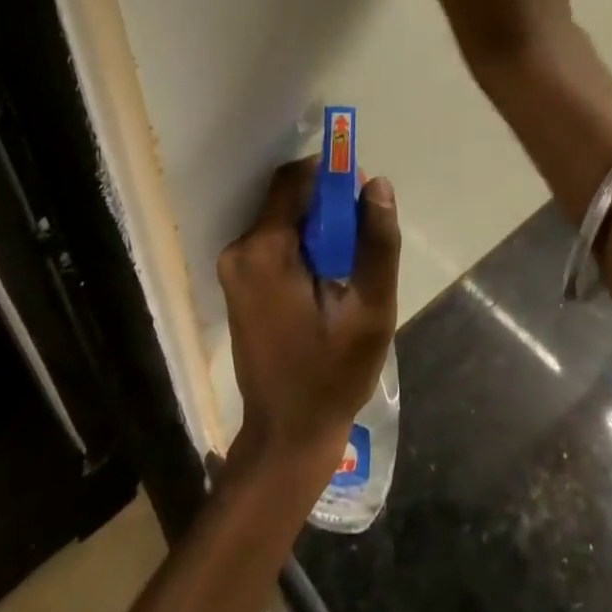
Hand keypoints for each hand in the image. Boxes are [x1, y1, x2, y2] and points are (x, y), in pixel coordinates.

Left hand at [217, 159, 399, 475]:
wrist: (287, 436)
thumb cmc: (331, 376)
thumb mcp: (369, 312)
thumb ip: (376, 244)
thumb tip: (377, 184)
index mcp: (264, 251)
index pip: (296, 179)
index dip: (332, 175)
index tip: (363, 194)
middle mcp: (239, 250)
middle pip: (290, 198)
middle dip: (329, 206)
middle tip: (363, 241)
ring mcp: (234, 267)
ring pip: (285, 218)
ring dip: (320, 228)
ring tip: (348, 269)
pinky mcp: (239, 282)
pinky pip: (276, 241)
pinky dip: (305, 246)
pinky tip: (327, 281)